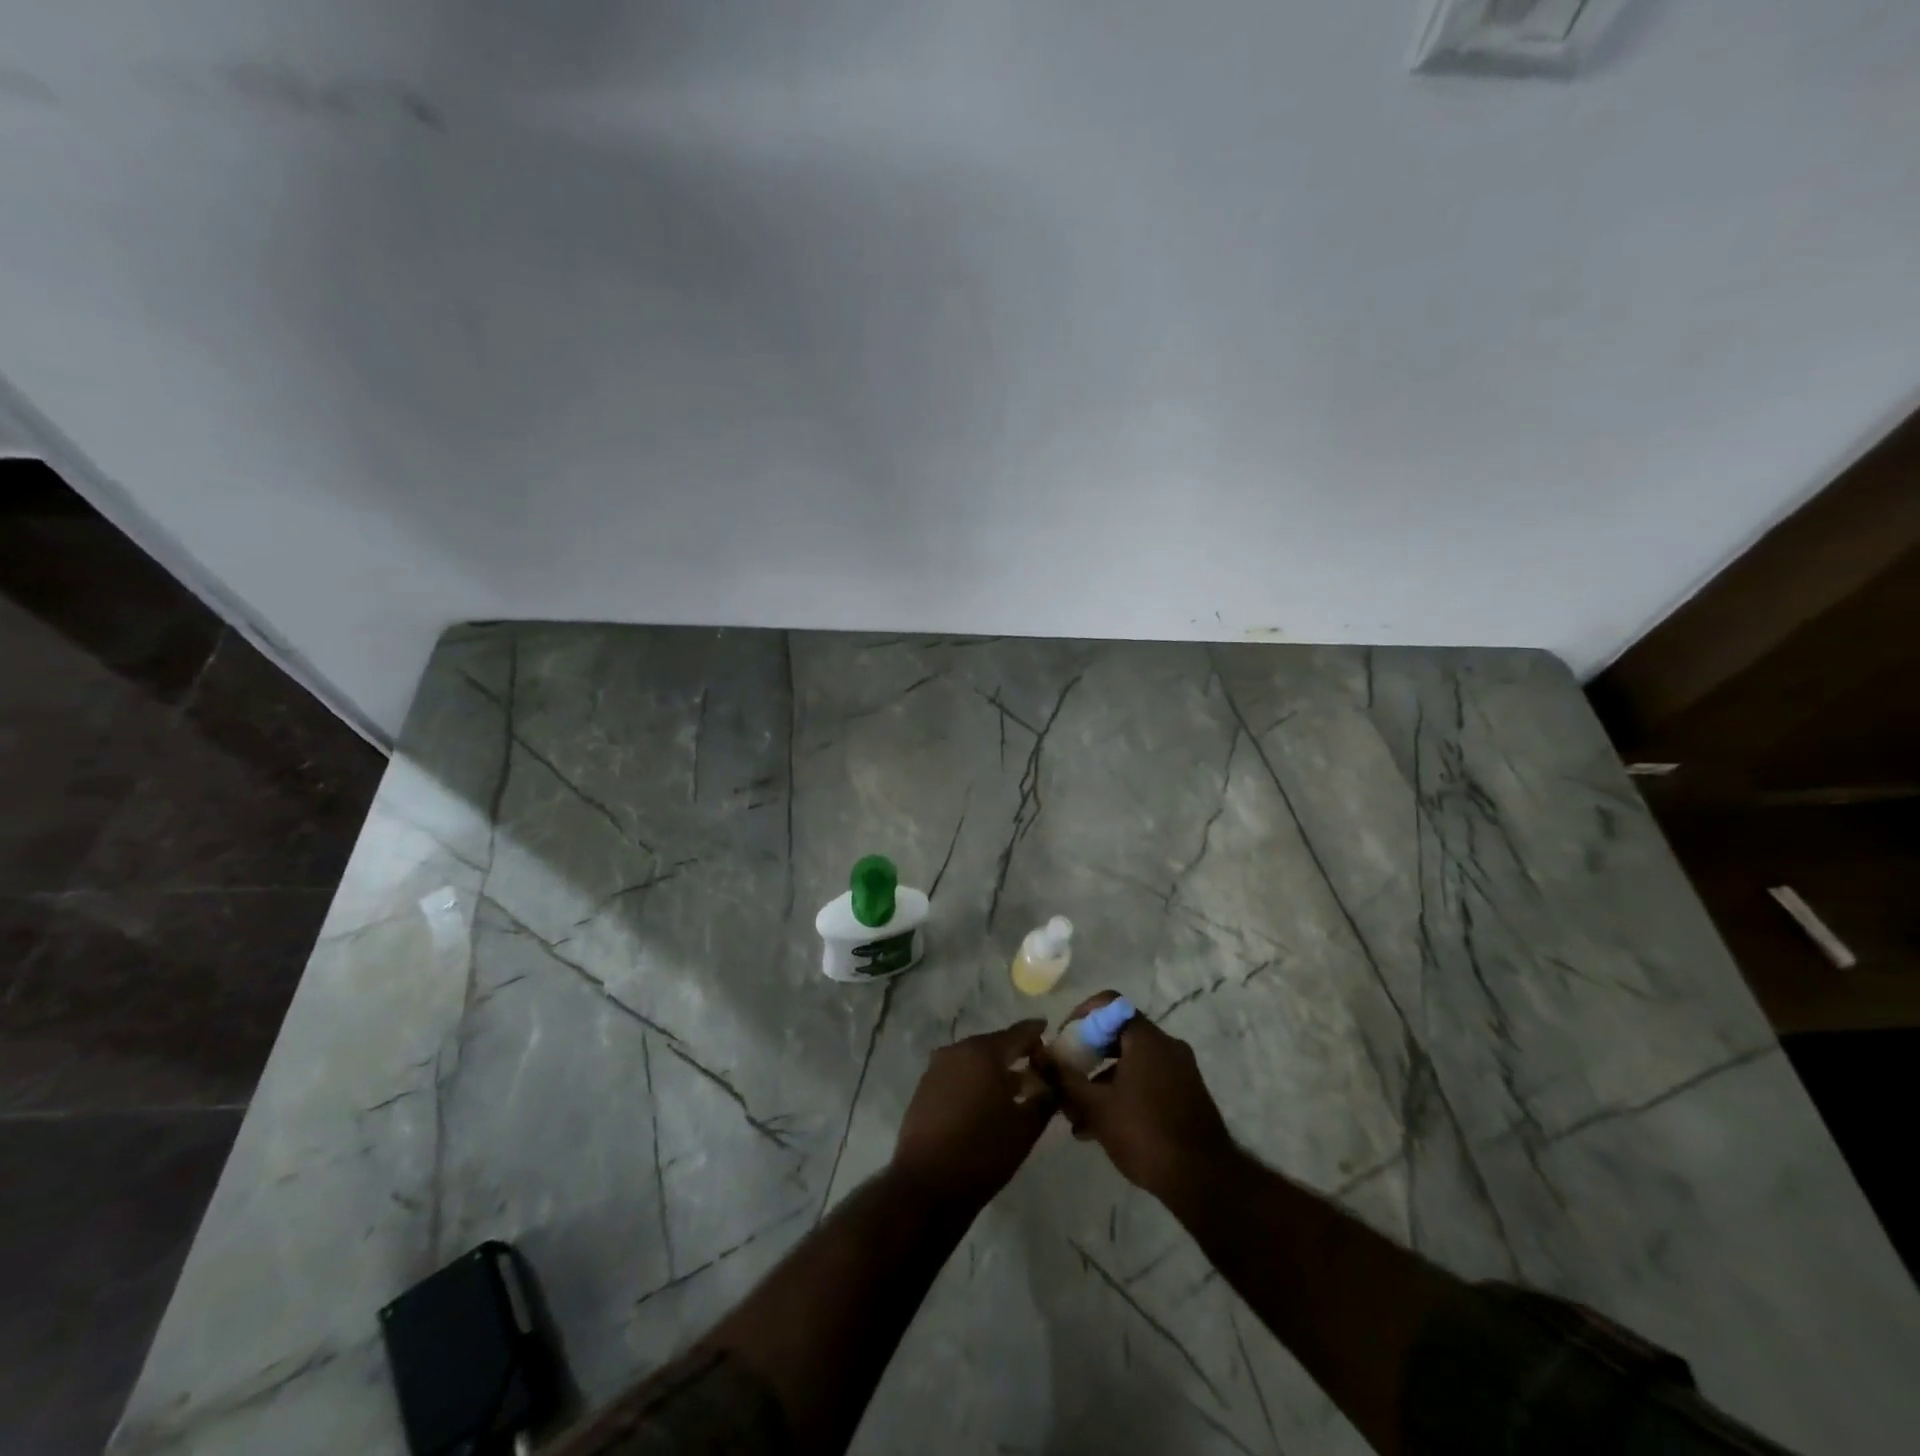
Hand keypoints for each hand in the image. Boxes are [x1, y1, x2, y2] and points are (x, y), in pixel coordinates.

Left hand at [892, 1020, 1054, 1209]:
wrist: (927, 1184)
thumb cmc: (983, 1152)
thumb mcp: (1025, 1129)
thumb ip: (1045, 1100)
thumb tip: (1053, 1086)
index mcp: (984, 1052)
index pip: (1019, 1033)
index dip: (1037, 1034)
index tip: (1050, 1034)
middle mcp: (958, 1051)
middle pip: (994, 1044)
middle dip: (1015, 1055)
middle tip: (1036, 1071)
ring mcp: (937, 1067)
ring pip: (974, 1060)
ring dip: (993, 1069)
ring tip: (1013, 1090)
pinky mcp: (924, 1087)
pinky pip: (957, 1074)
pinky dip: (973, 1080)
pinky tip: (985, 1102)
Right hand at [1039, 991, 1236, 1201]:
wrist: (1204, 1181)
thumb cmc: (1145, 1134)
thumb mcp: (1096, 1107)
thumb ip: (1064, 1077)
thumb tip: (1039, 1053)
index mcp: (1147, 1038)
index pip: (1109, 1003)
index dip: (1080, 1015)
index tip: (1063, 1040)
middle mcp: (1167, 1046)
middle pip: (1118, 1034)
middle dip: (1087, 1055)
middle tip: (1066, 1078)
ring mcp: (1180, 1071)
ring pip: (1130, 1062)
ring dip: (1101, 1081)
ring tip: (1077, 1116)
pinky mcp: (1186, 1095)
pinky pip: (1146, 1080)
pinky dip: (1122, 1093)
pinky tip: (1101, 1128)